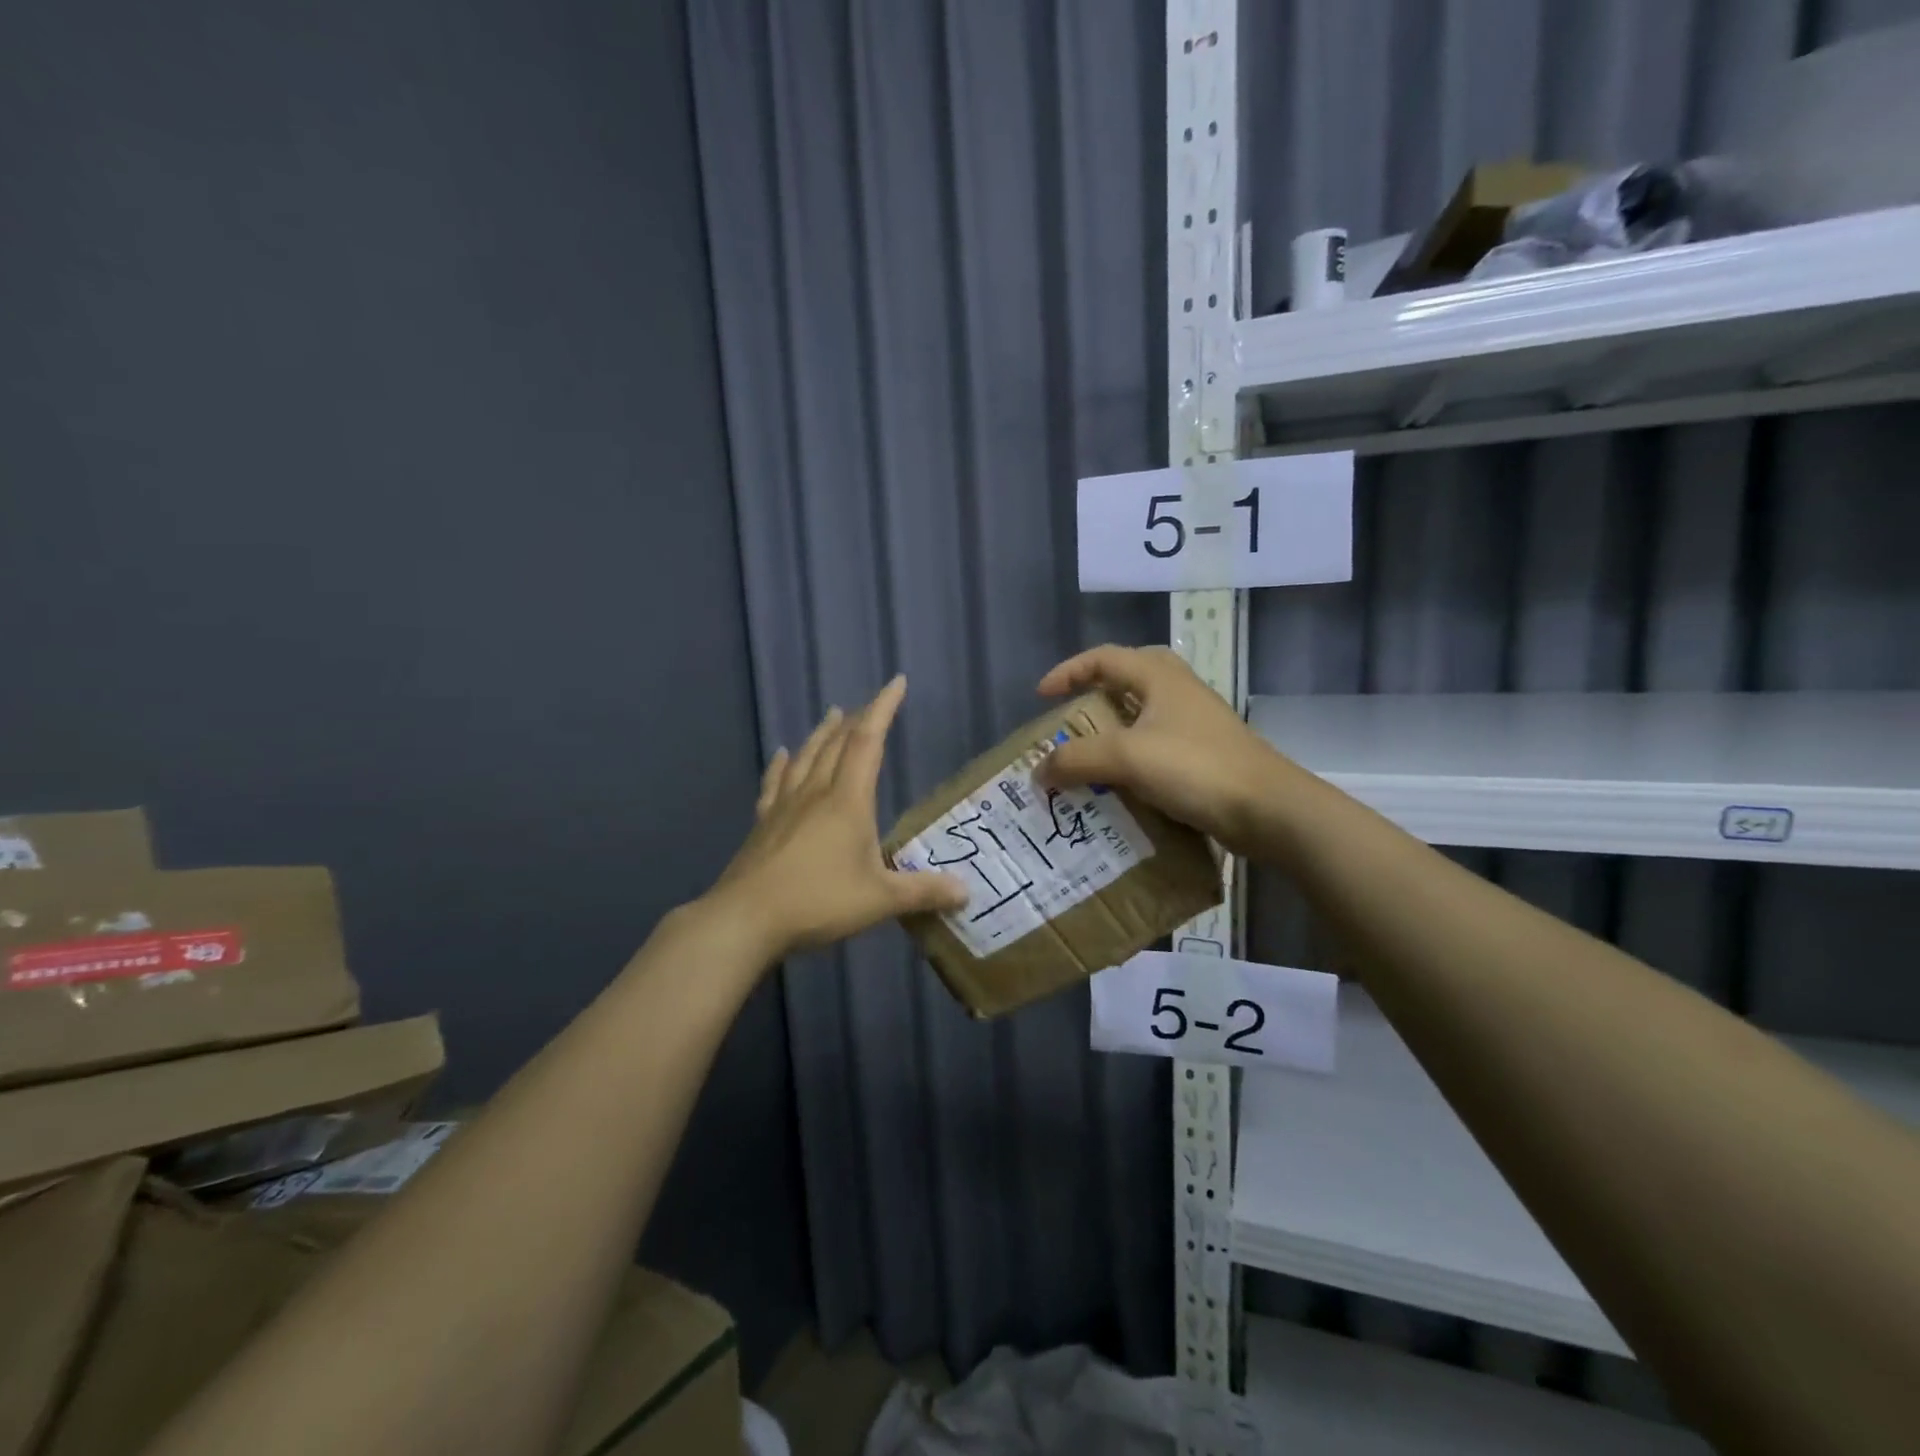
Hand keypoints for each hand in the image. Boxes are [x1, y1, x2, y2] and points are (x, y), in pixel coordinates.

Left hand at [708, 675, 968, 957]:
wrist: (746, 919)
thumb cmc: (819, 902)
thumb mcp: (880, 900)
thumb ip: (923, 892)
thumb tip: (967, 892)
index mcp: (847, 801)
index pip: (868, 742)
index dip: (883, 709)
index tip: (896, 682)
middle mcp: (815, 793)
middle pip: (837, 744)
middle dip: (857, 719)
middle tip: (869, 705)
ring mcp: (785, 806)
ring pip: (806, 757)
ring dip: (823, 734)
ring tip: (833, 715)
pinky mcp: (763, 824)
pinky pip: (775, 784)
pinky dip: (782, 765)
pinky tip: (782, 755)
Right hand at [1033, 645, 1295, 855]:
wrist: (1268, 810)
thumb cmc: (1196, 768)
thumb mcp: (1127, 758)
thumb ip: (1077, 759)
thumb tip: (1039, 771)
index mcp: (1160, 677)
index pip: (1104, 658)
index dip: (1068, 671)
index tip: (1042, 697)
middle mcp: (1178, 692)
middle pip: (1128, 679)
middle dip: (1094, 696)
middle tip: (1071, 720)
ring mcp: (1194, 725)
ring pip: (1142, 717)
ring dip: (1111, 733)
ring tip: (1087, 758)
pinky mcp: (1203, 757)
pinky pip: (1155, 749)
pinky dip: (1130, 761)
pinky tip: (1118, 786)